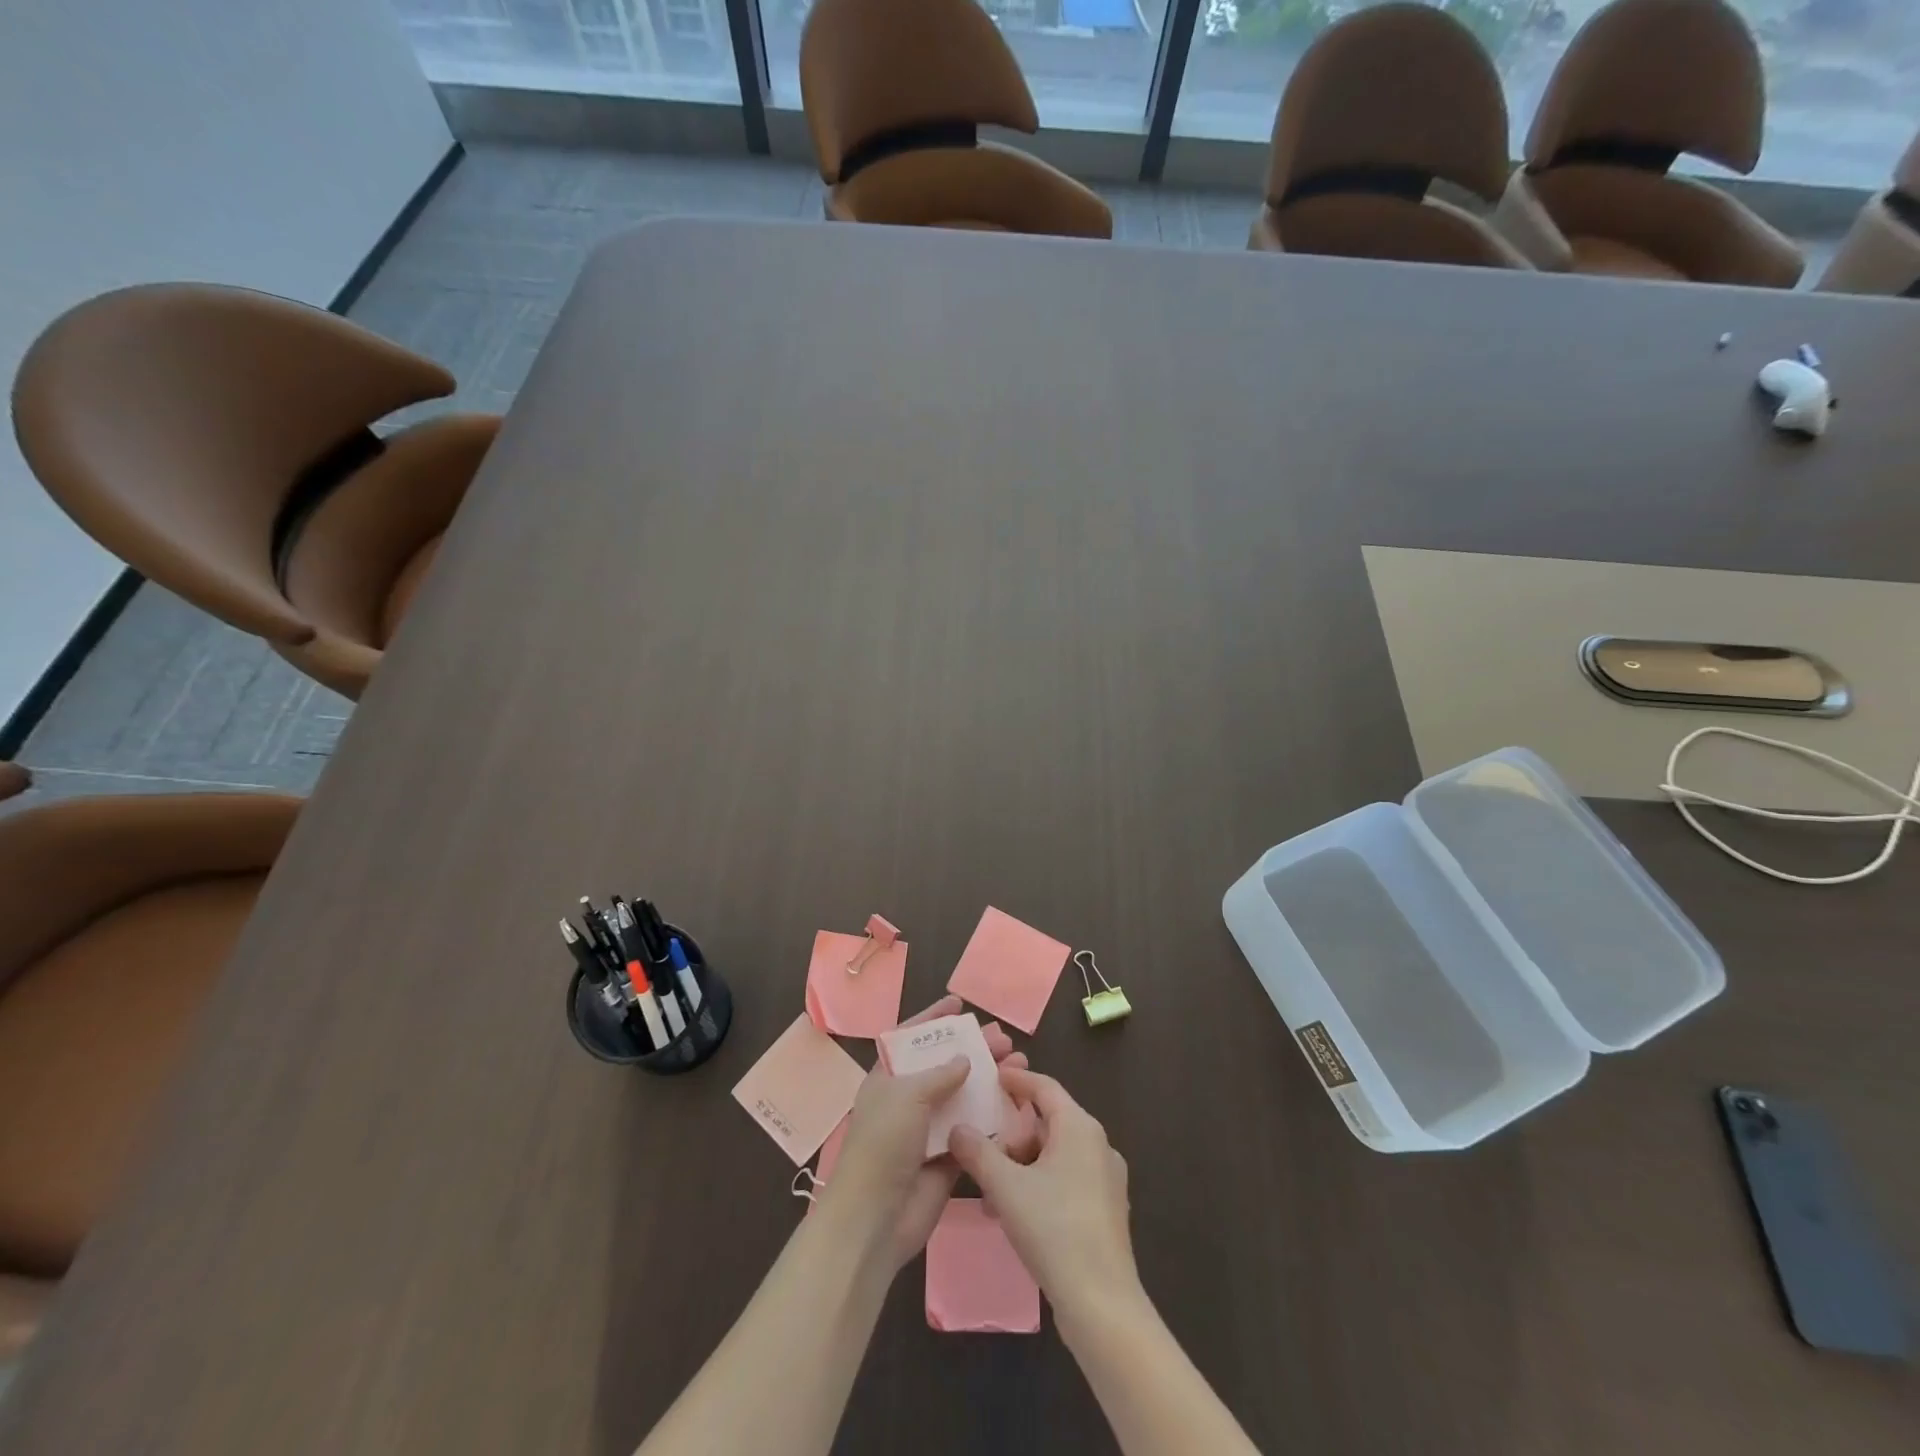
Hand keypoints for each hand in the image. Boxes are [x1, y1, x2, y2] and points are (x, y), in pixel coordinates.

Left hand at [814, 996, 1027, 1270]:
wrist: (876, 1218)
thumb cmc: (883, 1144)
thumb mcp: (906, 1096)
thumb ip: (939, 1074)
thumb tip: (965, 1060)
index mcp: (888, 1078)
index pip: (911, 1038)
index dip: (933, 1018)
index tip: (959, 1004)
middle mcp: (909, 1099)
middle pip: (945, 1065)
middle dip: (973, 1049)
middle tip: (1002, 1038)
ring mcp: (929, 1129)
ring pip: (964, 1096)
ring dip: (989, 1079)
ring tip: (1018, 1062)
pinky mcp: (948, 1158)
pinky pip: (974, 1129)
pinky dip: (994, 1116)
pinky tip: (1017, 1102)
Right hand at [949, 1068, 1138, 1321]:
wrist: (1102, 1304)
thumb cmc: (1054, 1230)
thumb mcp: (1006, 1186)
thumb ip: (977, 1152)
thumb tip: (957, 1128)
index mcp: (1080, 1127)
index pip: (1044, 1087)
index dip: (1017, 1079)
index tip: (992, 1077)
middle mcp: (1098, 1145)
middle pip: (1048, 1123)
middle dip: (1012, 1136)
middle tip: (983, 1153)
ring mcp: (1106, 1179)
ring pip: (1055, 1155)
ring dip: (1021, 1166)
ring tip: (991, 1192)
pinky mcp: (1105, 1210)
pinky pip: (1065, 1180)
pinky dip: (1038, 1185)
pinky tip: (1014, 1213)